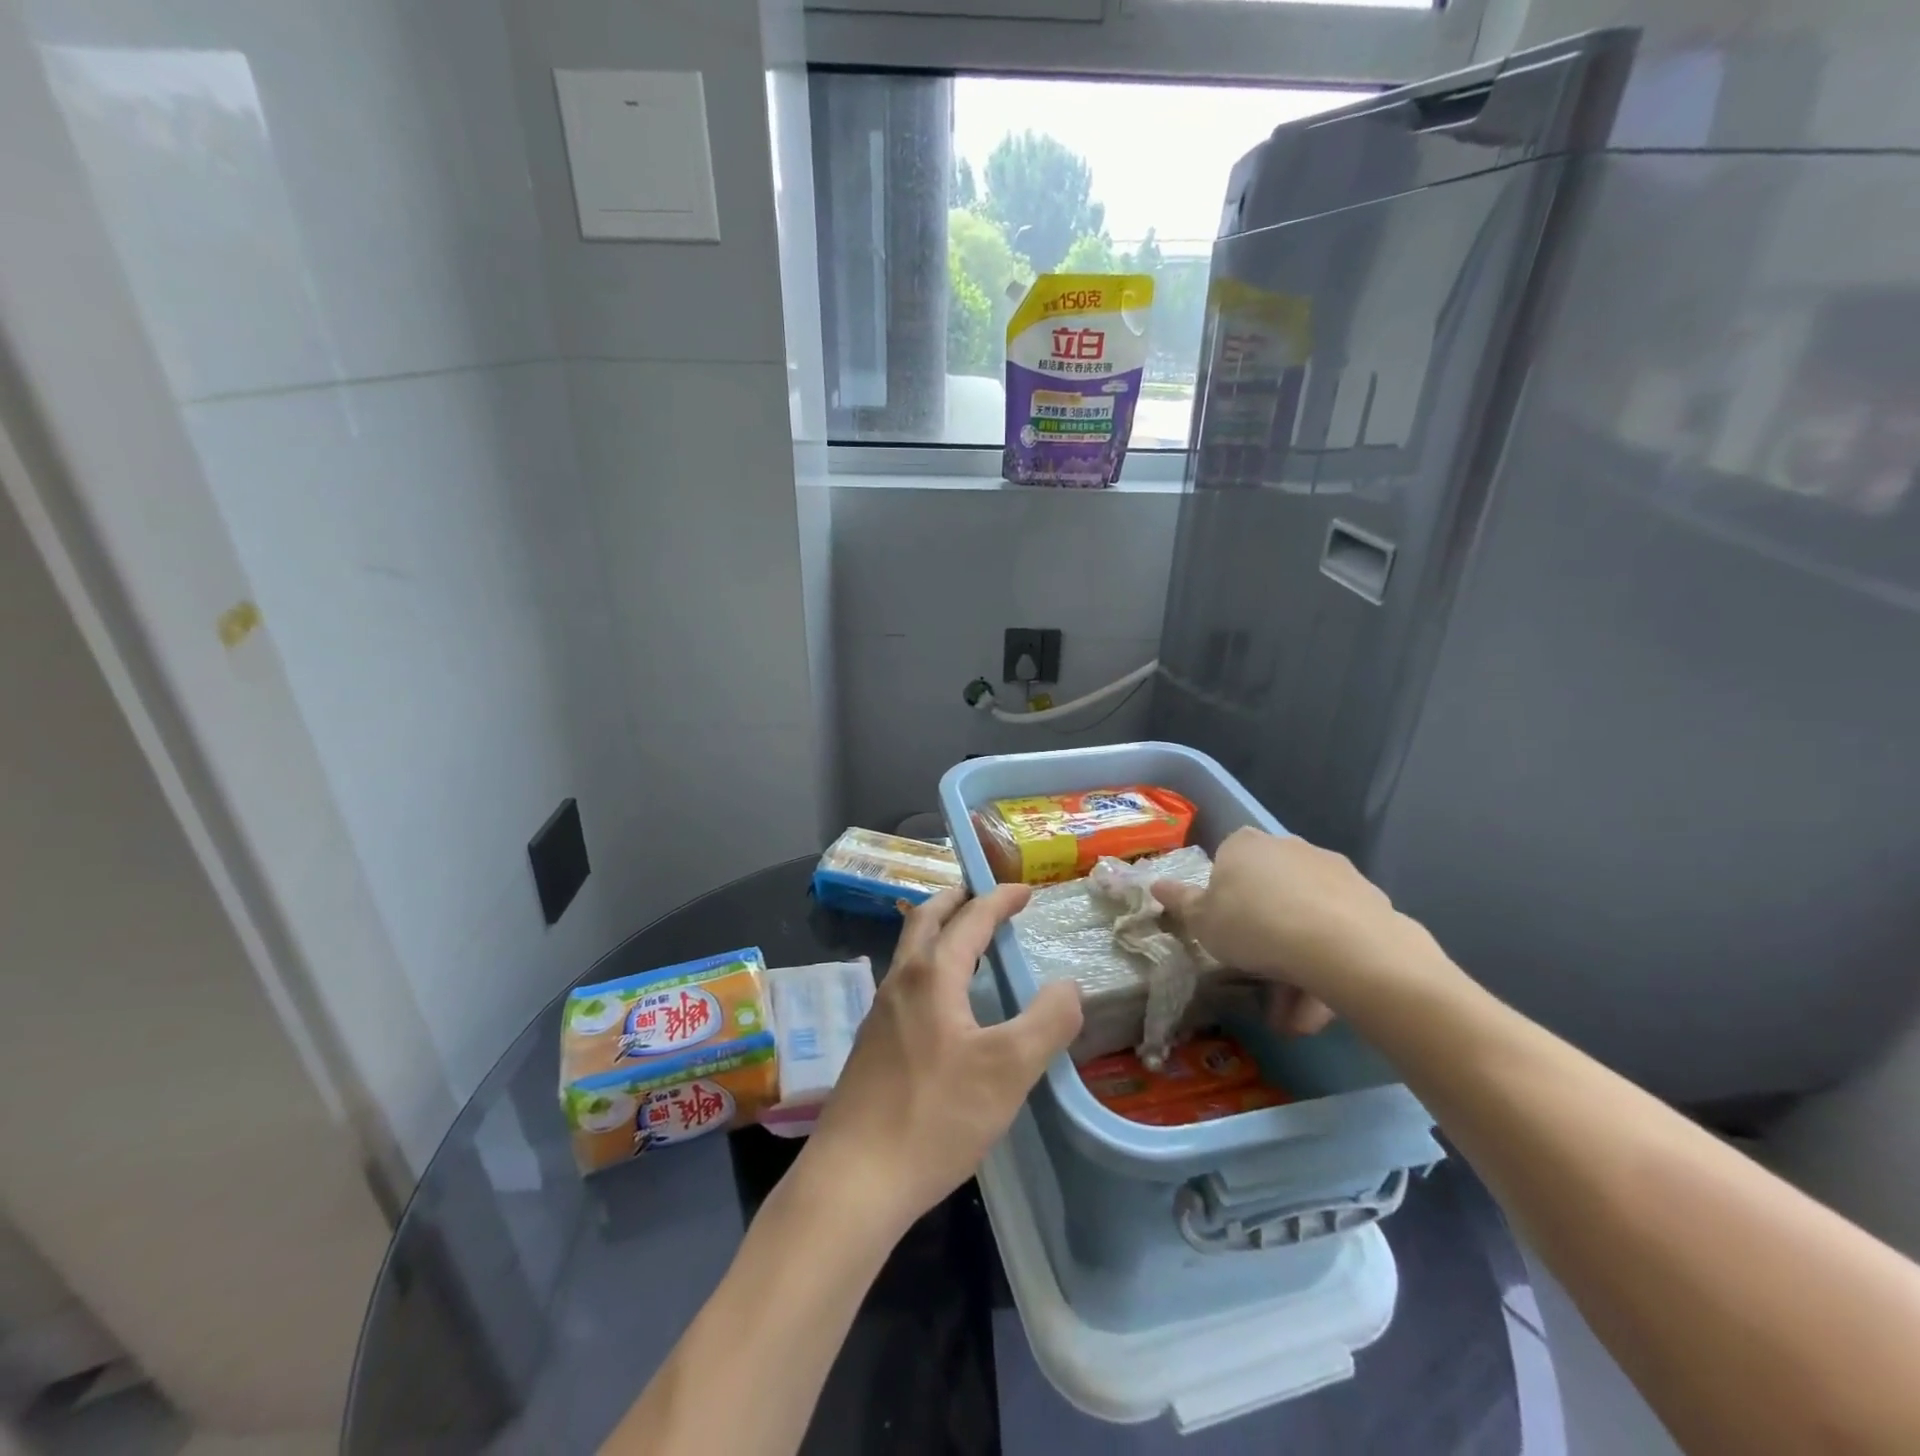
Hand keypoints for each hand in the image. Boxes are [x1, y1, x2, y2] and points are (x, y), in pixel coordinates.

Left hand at [798, 886, 1082, 1237]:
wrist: (854, 1179)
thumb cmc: (935, 1116)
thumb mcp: (1009, 1070)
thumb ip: (1047, 1021)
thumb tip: (1068, 987)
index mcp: (932, 975)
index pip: (970, 919)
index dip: (1000, 899)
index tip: (1026, 890)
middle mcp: (900, 982)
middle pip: (925, 920)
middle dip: (956, 901)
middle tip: (984, 898)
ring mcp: (879, 1014)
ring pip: (909, 952)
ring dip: (939, 933)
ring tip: (968, 945)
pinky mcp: (871, 1046)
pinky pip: (905, 984)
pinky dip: (930, 968)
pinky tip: (945, 1006)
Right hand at [1154, 829, 1440, 1022]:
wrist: (1342, 946)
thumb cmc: (1253, 925)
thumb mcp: (1201, 921)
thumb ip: (1180, 903)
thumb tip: (1155, 884)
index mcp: (1244, 845)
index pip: (1226, 862)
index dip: (1224, 900)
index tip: (1226, 934)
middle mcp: (1288, 847)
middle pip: (1269, 894)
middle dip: (1263, 938)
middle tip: (1258, 980)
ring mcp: (1332, 870)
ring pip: (1304, 918)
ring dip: (1296, 964)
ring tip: (1294, 1018)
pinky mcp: (1369, 898)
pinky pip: (1337, 932)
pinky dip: (1327, 965)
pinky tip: (1322, 1007)